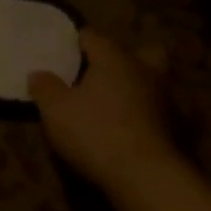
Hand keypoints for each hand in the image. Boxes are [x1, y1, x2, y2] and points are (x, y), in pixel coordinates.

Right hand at [28, 30, 181, 196]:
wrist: (143, 174)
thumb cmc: (94, 132)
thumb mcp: (56, 110)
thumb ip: (45, 88)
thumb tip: (37, 73)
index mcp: (114, 58)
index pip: (92, 37)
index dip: (75, 42)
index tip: (62, 53)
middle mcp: (143, 69)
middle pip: (139, 51)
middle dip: (122, 58)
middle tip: (102, 74)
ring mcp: (163, 97)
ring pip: (153, 78)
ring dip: (136, 85)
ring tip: (114, 103)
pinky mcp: (173, 124)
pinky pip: (156, 108)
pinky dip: (145, 112)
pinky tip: (129, 126)